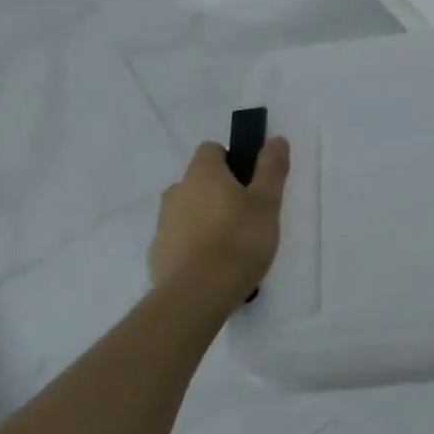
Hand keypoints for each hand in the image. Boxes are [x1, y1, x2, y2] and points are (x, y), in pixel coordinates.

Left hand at [149, 137, 290, 315]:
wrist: (198, 294)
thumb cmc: (239, 240)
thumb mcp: (267, 202)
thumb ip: (271, 168)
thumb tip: (276, 139)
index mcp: (202, 173)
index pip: (211, 150)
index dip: (231, 161)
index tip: (249, 183)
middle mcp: (177, 190)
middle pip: (199, 181)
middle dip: (218, 192)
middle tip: (245, 216)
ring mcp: (163, 223)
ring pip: (187, 210)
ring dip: (204, 219)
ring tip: (229, 246)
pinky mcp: (157, 254)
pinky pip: (178, 240)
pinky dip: (192, 246)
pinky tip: (211, 266)